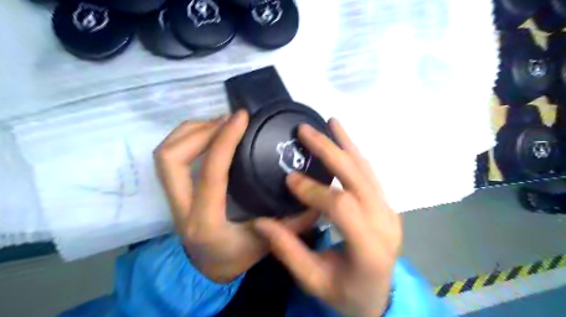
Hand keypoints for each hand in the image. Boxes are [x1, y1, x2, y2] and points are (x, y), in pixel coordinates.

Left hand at [154, 110, 322, 283]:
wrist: (207, 267)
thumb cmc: (236, 257)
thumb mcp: (268, 243)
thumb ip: (293, 224)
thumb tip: (317, 200)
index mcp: (206, 222)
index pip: (211, 173)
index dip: (224, 140)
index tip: (241, 117)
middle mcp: (182, 209)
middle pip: (172, 158)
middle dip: (201, 131)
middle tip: (230, 121)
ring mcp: (172, 199)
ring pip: (165, 155)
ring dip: (191, 131)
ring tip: (220, 123)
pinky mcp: (174, 190)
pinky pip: (169, 156)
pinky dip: (187, 138)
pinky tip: (210, 135)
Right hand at [252, 119, 402, 316]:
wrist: (377, 297)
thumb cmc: (345, 293)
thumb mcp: (313, 280)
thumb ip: (288, 250)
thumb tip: (260, 221)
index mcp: (369, 248)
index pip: (342, 207)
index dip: (314, 190)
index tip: (289, 179)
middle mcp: (385, 223)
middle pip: (358, 178)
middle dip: (330, 151)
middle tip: (306, 131)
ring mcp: (389, 211)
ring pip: (367, 170)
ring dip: (347, 144)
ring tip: (331, 122)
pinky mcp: (386, 205)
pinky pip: (369, 174)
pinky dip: (354, 154)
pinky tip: (343, 140)